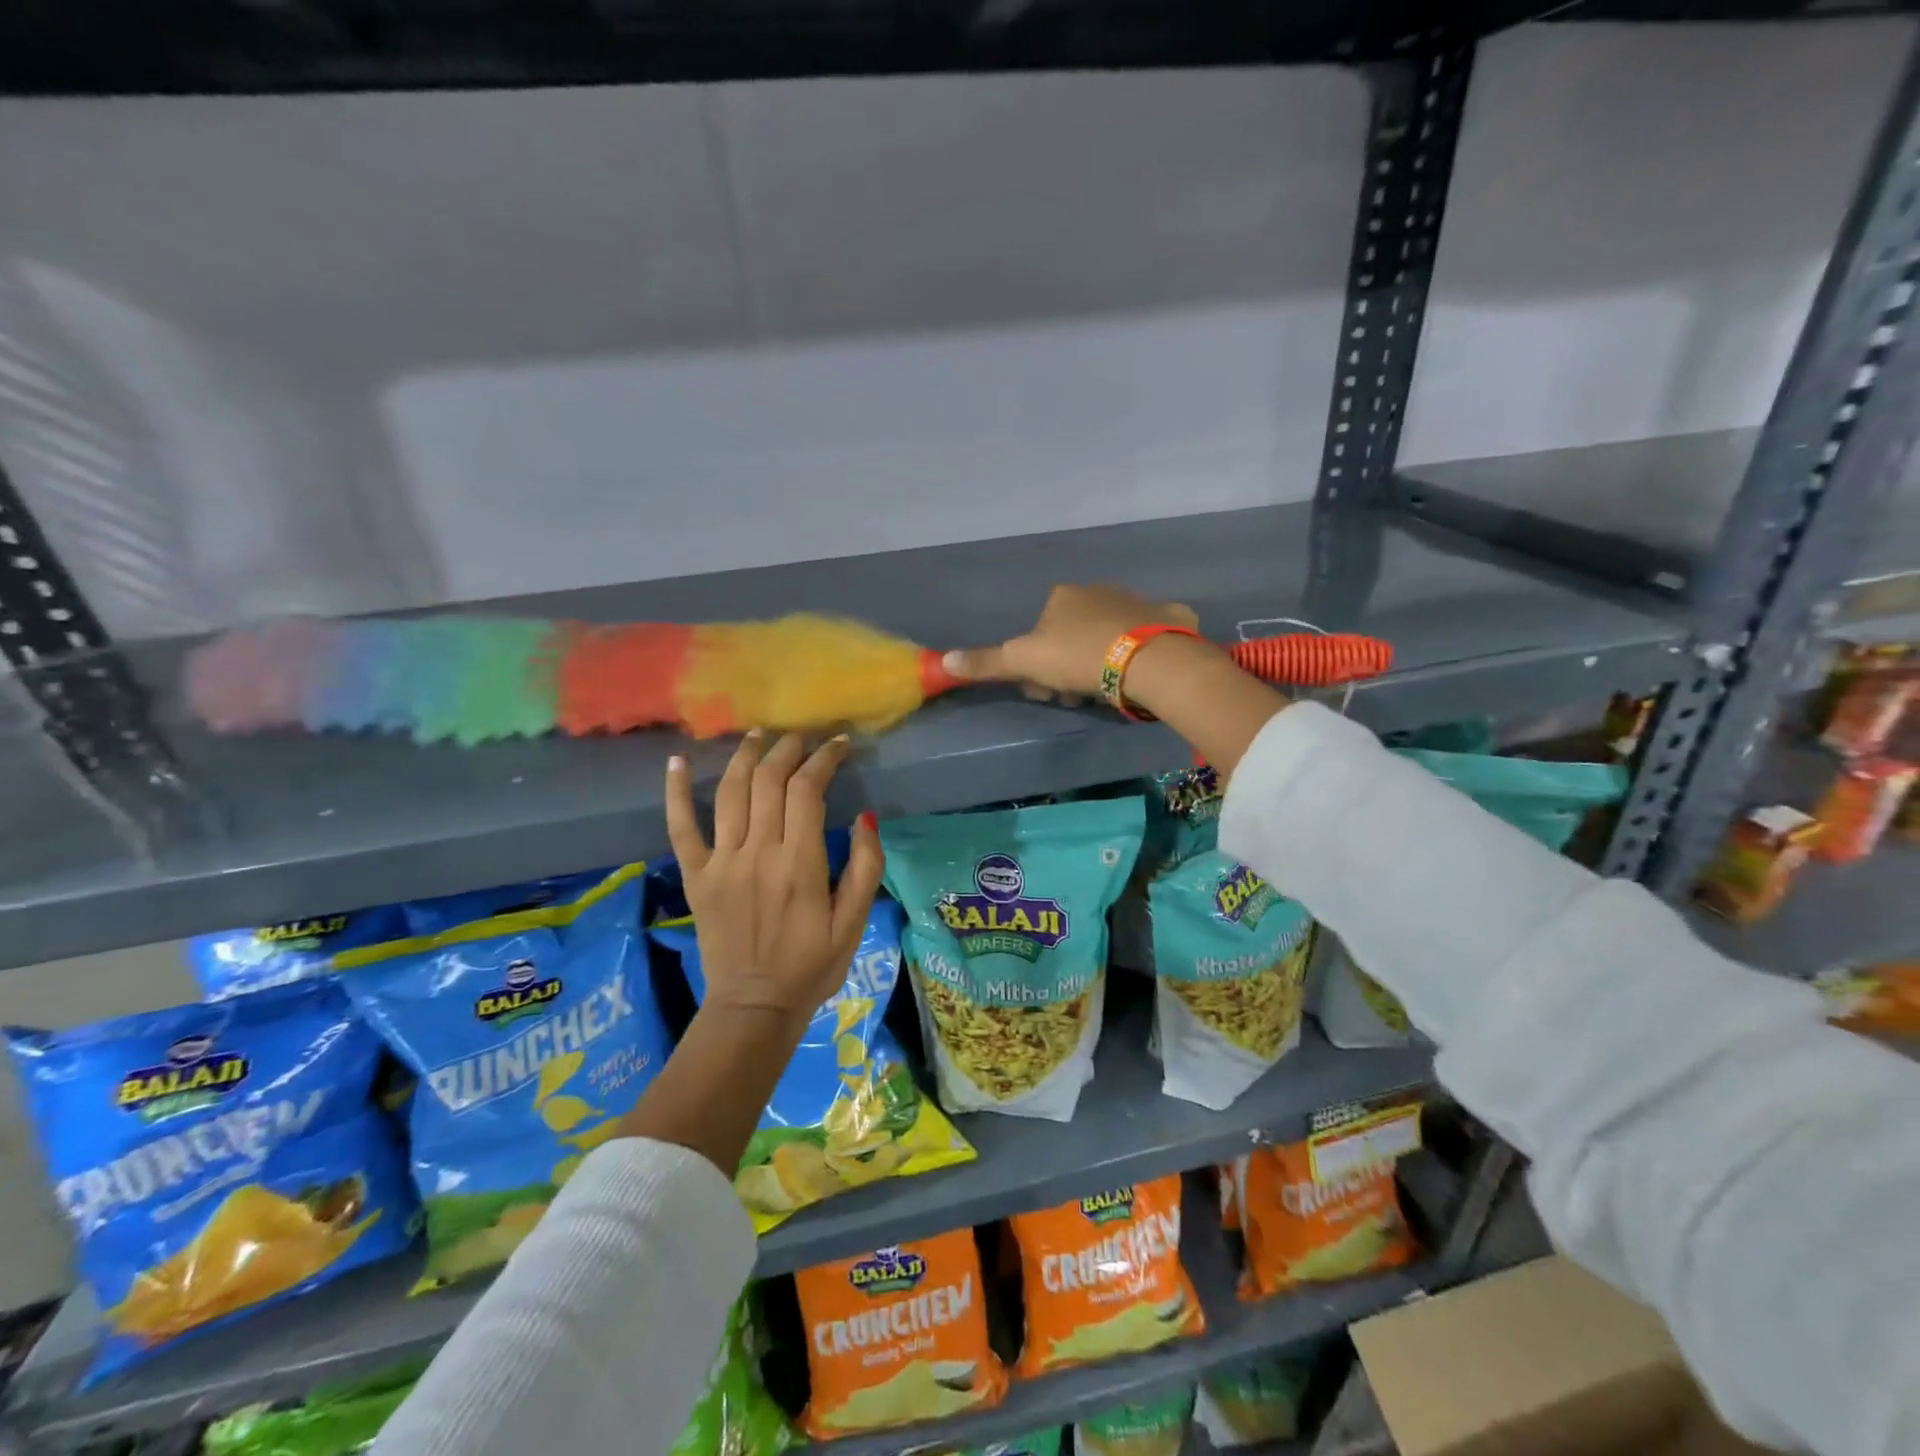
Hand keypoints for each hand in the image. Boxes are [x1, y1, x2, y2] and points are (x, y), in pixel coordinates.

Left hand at [663, 731, 883, 1023]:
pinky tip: (678, 761)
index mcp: (799, 863)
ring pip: (731, 792)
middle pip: (769, 781)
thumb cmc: (811, 966)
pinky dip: (677, 792)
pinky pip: (681, 827)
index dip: (823, 759)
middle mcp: (758, 852)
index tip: (837, 745)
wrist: (753, 1008)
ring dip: (745, 756)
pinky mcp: (695, 876)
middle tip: (802, 738)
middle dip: (788, 749)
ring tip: (758, 735)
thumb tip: (865, 816)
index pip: (808, 790)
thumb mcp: (854, 923)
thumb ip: (865, 868)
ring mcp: (721, 862)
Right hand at [941, 584, 1200, 699]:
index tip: (1045, 690)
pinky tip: (1144, 669)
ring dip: (1099, 664)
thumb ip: (986, 662)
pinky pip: (1151, 632)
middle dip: (1067, 668)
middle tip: (1074, 695)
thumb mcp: (1024, 662)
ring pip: (1106, 637)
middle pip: (1071, 636)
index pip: (1038, 634)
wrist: (1146, 660)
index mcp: (1061, 597)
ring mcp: (1135, 601)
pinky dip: (1144, 648)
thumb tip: (943, 660)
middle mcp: (1097, 591)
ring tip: (1106, 691)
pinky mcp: (1169, 616)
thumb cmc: (1078, 657)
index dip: (1036, 666)